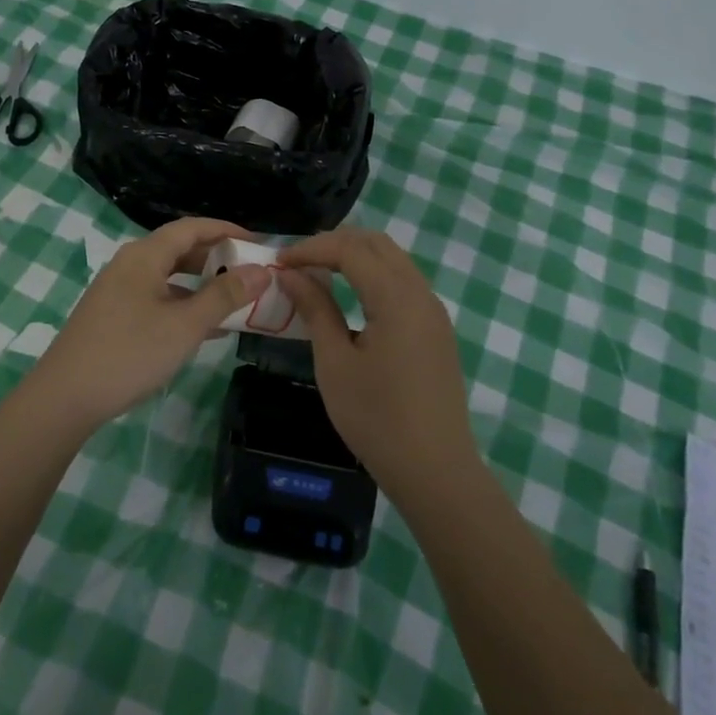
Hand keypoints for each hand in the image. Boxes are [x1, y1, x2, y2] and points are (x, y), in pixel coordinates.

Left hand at [34, 217, 271, 430]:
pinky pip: (156, 297)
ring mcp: (118, 290)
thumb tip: (261, 270)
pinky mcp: (113, 315)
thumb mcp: (185, 325)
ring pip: (168, 276)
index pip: (191, 227)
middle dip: (216, 257)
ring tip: (234, 299)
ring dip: (201, 284)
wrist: (65, 397)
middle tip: (250, 271)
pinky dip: (183, 304)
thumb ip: (224, 296)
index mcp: (145, 256)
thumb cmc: (129, 353)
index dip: (226, 230)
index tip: (257, 242)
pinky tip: (205, 329)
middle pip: (179, 248)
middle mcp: (129, 264)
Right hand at [277, 227, 480, 507]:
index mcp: (397, 298)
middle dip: (334, 243)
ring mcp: (434, 311)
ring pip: (393, 259)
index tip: (279, 263)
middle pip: (377, 243)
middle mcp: (421, 294)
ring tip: (319, 273)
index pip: (351, 249)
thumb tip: (291, 274)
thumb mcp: (335, 363)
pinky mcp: (436, 329)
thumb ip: (315, 309)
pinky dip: (373, 275)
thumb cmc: (376, 419)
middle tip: (298, 262)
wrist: (435, 471)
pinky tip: (350, 295)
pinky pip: (403, 282)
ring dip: (355, 256)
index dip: (311, 248)